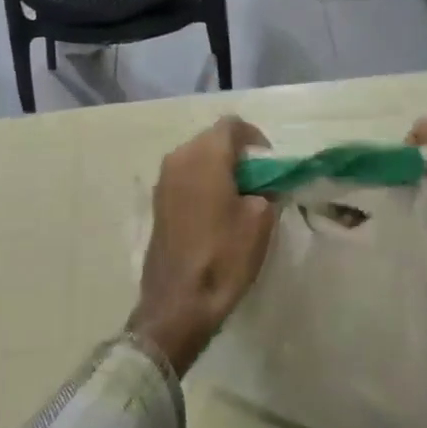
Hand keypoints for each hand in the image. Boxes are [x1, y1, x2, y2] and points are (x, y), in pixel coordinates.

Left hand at [131, 117, 275, 373]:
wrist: (179, 302)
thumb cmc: (224, 255)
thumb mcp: (261, 219)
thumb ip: (265, 188)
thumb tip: (262, 184)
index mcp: (205, 154)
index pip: (233, 125)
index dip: (255, 139)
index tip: (270, 164)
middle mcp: (179, 157)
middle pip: (213, 139)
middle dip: (237, 154)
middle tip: (258, 181)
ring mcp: (163, 179)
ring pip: (197, 158)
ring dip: (218, 168)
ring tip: (238, 198)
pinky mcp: (157, 201)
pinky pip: (185, 178)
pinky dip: (202, 184)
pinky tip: (216, 212)